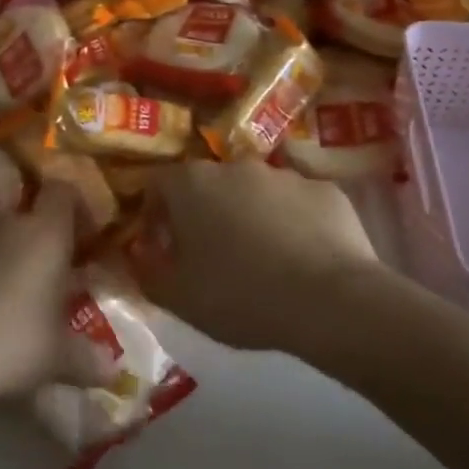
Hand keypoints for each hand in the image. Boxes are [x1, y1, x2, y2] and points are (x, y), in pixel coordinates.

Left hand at [0, 187, 119, 411]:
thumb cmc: (9, 344)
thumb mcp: (57, 359)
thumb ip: (89, 360)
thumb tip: (114, 371)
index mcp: (44, 234)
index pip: (63, 192)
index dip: (76, 208)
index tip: (84, 239)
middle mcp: (6, 223)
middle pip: (29, 218)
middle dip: (41, 245)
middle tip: (50, 284)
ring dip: (6, 261)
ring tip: (9, 305)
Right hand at [150, 160, 390, 354]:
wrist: (330, 301)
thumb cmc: (239, 295)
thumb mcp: (177, 298)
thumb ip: (147, 272)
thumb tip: (138, 257)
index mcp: (191, 184)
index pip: (157, 183)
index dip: (154, 213)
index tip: (162, 245)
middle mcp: (235, 166)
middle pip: (208, 184)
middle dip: (204, 213)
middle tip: (211, 255)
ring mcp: (284, 174)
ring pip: (255, 191)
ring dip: (249, 215)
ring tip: (261, 259)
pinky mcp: (326, 190)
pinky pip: (298, 203)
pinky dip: (293, 222)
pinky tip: (302, 257)